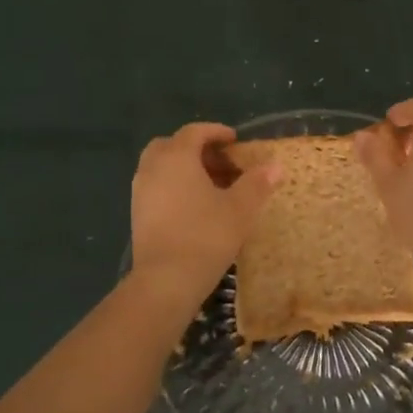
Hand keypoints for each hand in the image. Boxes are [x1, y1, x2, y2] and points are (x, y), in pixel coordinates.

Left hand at [130, 123, 281, 302]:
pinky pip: (156, 187)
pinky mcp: (137, 214)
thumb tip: (276, 166)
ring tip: (212, 187)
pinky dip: (174, 186)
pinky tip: (194, 208)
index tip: (235, 141)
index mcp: (176, 156)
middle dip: (197, 149)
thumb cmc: (205, 236)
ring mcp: (140, 191)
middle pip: (173, 145)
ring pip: (162, 167)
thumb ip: (257, 183)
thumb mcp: (239, 209)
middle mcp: (153, 167)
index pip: (195, 131)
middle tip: (221, 164)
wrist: (165, 281)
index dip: (216, 132)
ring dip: (185, 169)